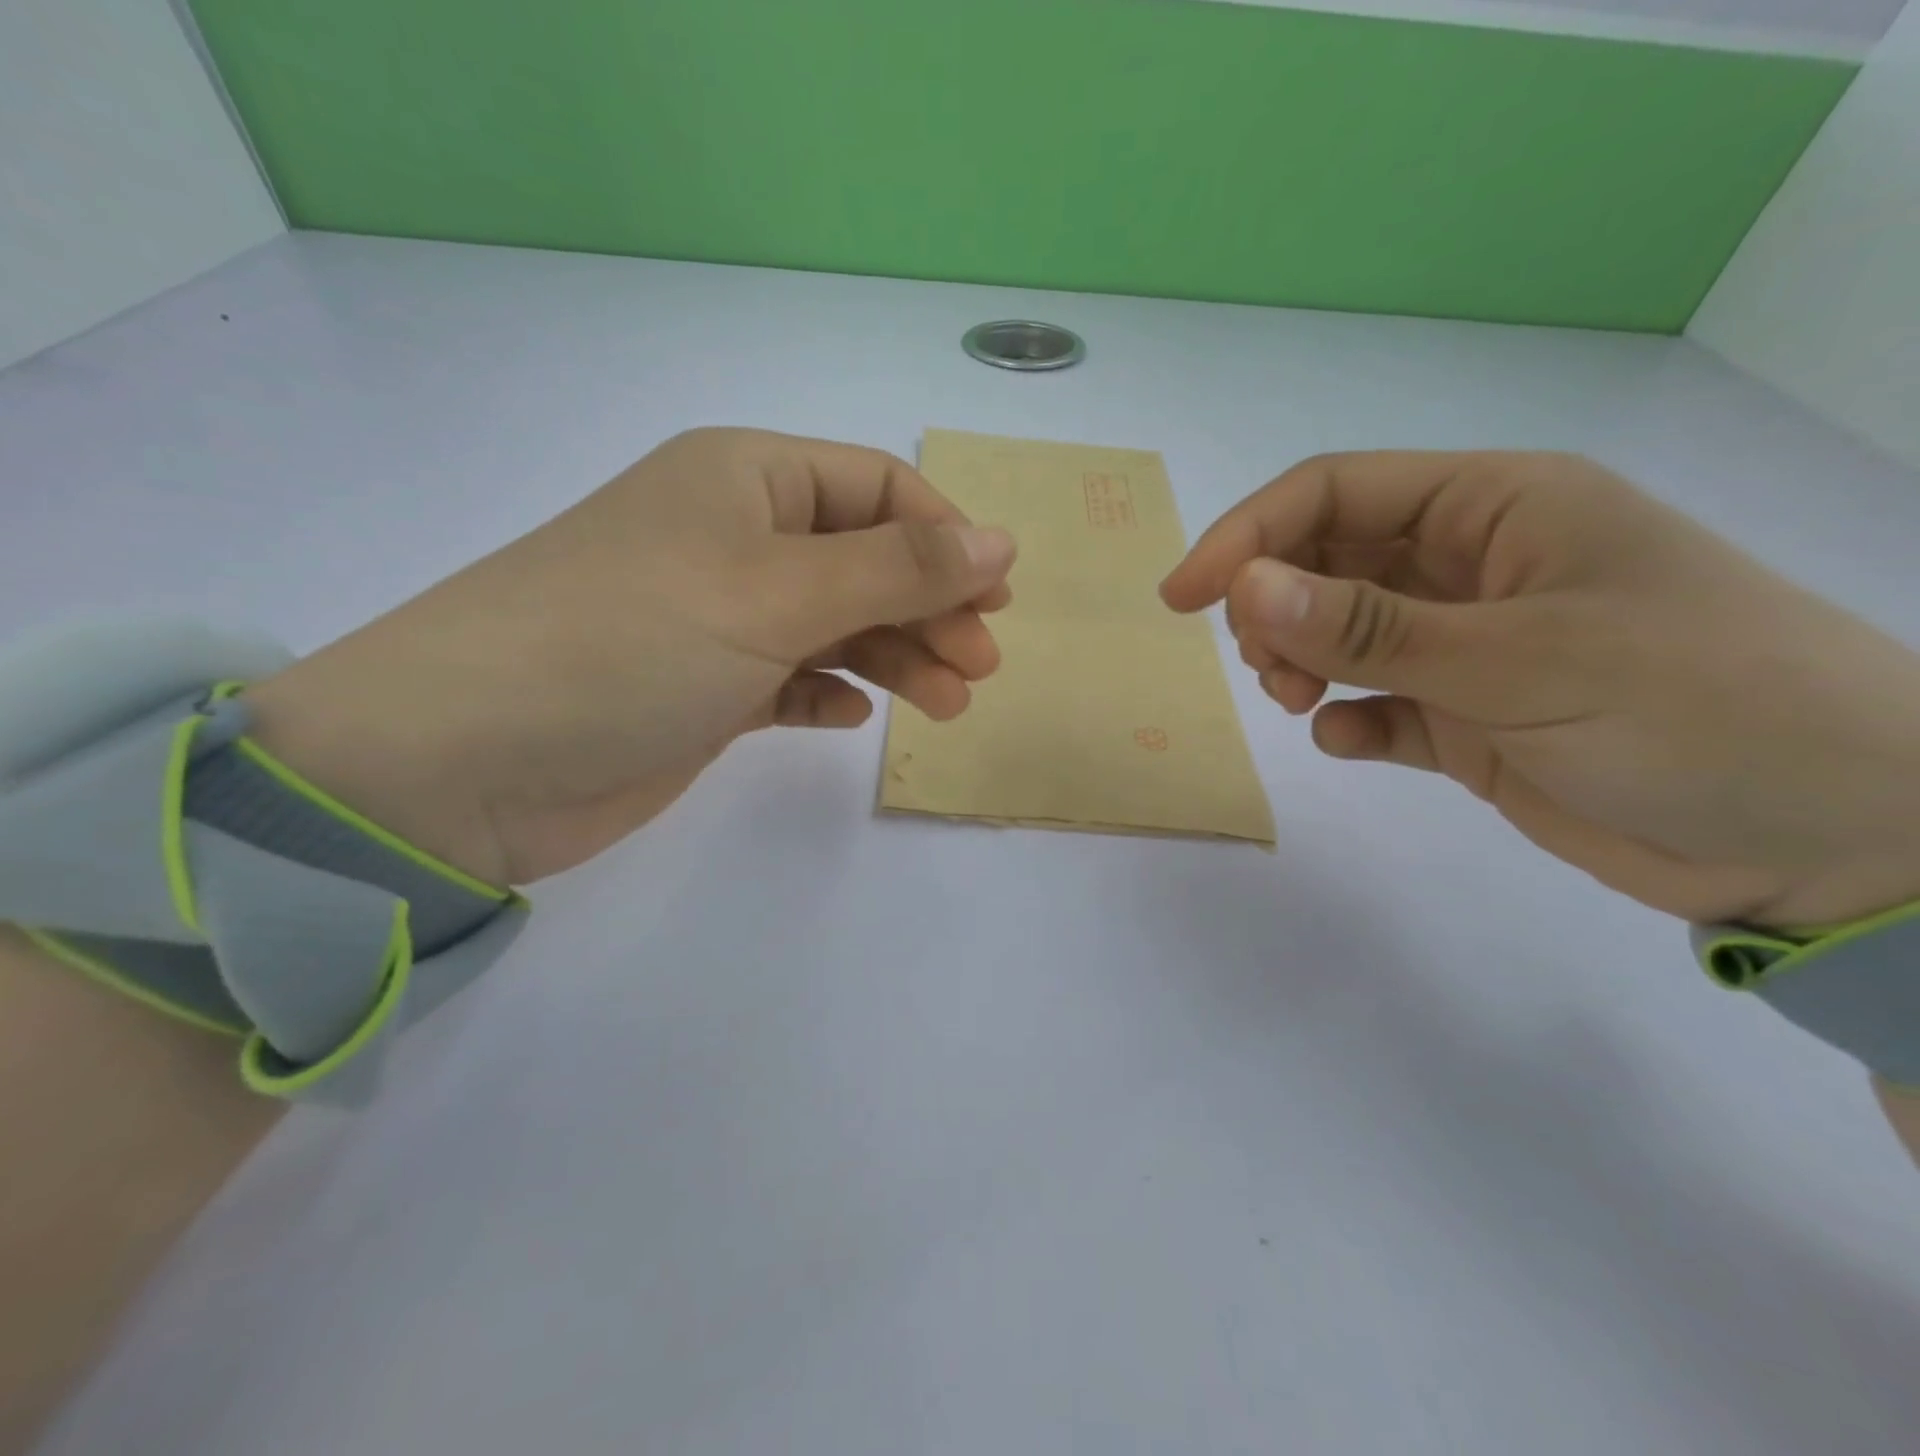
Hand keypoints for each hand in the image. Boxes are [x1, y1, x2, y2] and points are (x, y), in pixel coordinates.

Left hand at [246, 428, 1016, 884]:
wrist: (466, 762)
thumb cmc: (632, 641)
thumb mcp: (777, 591)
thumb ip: (897, 570)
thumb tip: (1001, 541)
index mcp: (746, 479)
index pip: (877, 490)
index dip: (946, 540)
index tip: (996, 599)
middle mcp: (734, 537)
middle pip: (865, 561)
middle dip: (930, 609)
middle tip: (980, 668)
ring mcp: (719, 616)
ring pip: (837, 625)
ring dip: (897, 659)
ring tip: (947, 707)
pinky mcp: (705, 687)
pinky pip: (791, 677)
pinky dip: (829, 691)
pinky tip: (850, 715)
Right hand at [1162, 451, 1919, 926]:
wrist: (1830, 840)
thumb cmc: (1694, 708)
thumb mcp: (1520, 659)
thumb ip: (1370, 627)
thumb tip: (1243, 589)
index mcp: (1496, 508)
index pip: (1335, 493)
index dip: (1247, 537)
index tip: (1182, 597)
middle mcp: (1472, 565)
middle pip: (1326, 559)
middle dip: (1273, 606)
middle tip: (1262, 664)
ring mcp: (1467, 642)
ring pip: (1339, 629)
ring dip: (1298, 659)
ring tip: (1297, 699)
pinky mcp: (1468, 714)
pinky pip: (1374, 701)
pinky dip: (1347, 717)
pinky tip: (1350, 738)